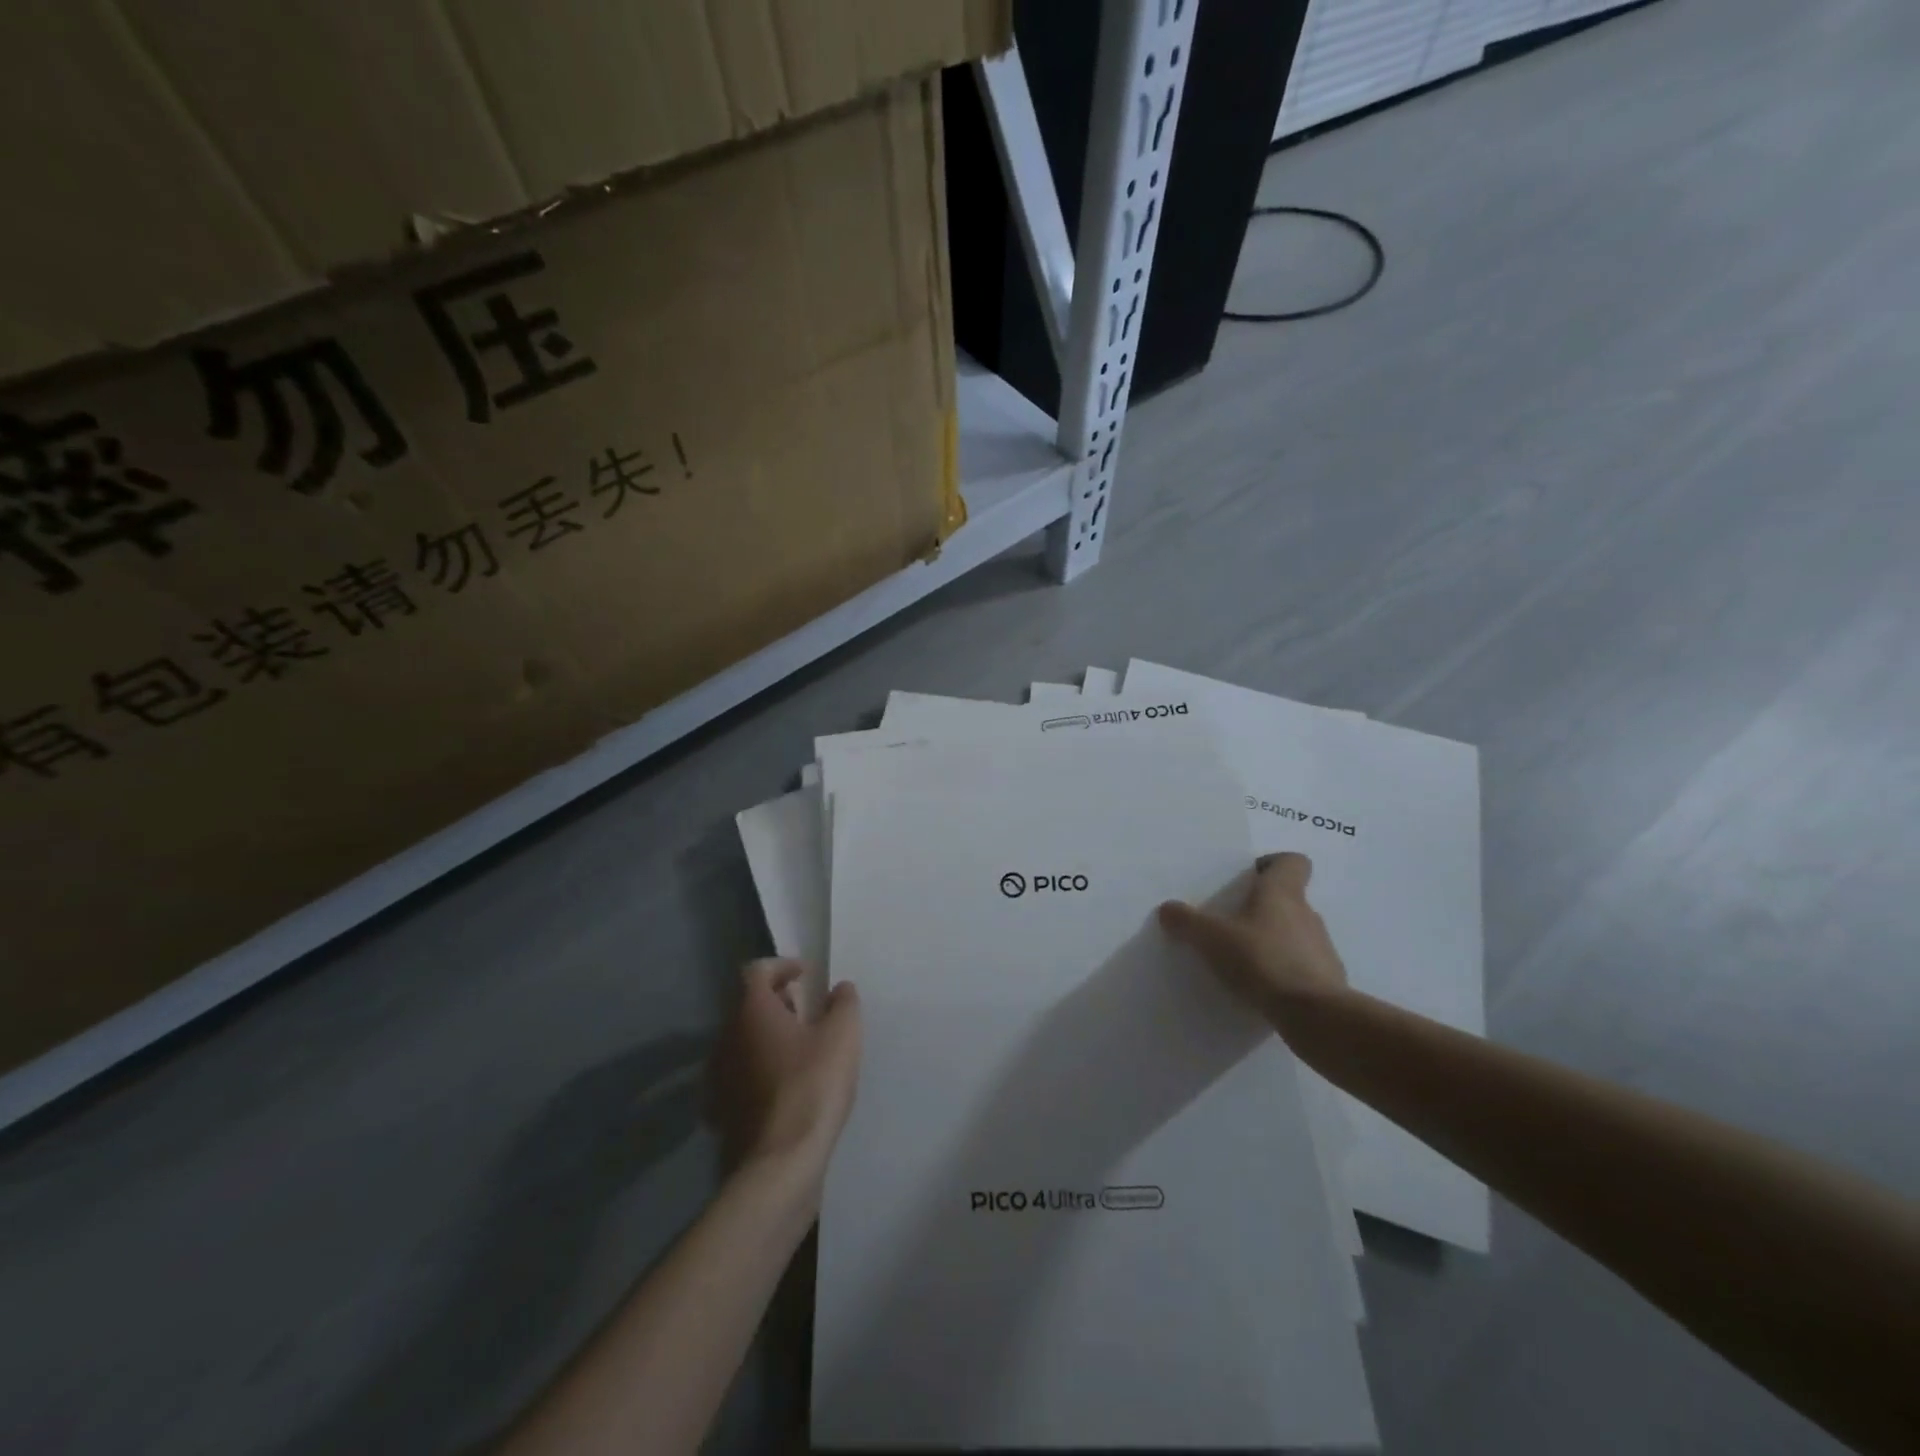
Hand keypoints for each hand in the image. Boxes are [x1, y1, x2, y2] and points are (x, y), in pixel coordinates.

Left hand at [709, 959, 861, 1182]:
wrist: (780, 1163)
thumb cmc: (813, 1085)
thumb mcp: (843, 1035)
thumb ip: (844, 1003)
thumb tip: (839, 989)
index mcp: (751, 1011)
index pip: (757, 971)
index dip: (781, 966)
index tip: (804, 973)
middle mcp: (726, 1037)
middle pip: (747, 1005)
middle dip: (777, 1001)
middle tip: (806, 1009)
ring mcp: (719, 1076)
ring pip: (742, 1040)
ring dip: (768, 1035)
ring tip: (801, 1047)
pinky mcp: (721, 1110)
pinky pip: (740, 1074)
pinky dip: (760, 1068)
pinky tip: (785, 1084)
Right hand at [1158, 852, 1349, 1025]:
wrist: (1314, 1015)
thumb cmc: (1262, 960)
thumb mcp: (1212, 938)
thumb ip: (1187, 921)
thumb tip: (1168, 908)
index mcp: (1283, 893)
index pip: (1292, 861)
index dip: (1272, 864)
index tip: (1248, 879)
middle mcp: (1307, 914)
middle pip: (1288, 899)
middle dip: (1261, 908)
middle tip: (1231, 922)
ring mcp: (1322, 948)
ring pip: (1294, 933)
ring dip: (1272, 940)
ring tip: (1243, 959)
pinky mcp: (1328, 980)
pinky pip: (1301, 966)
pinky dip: (1284, 971)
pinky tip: (1261, 987)